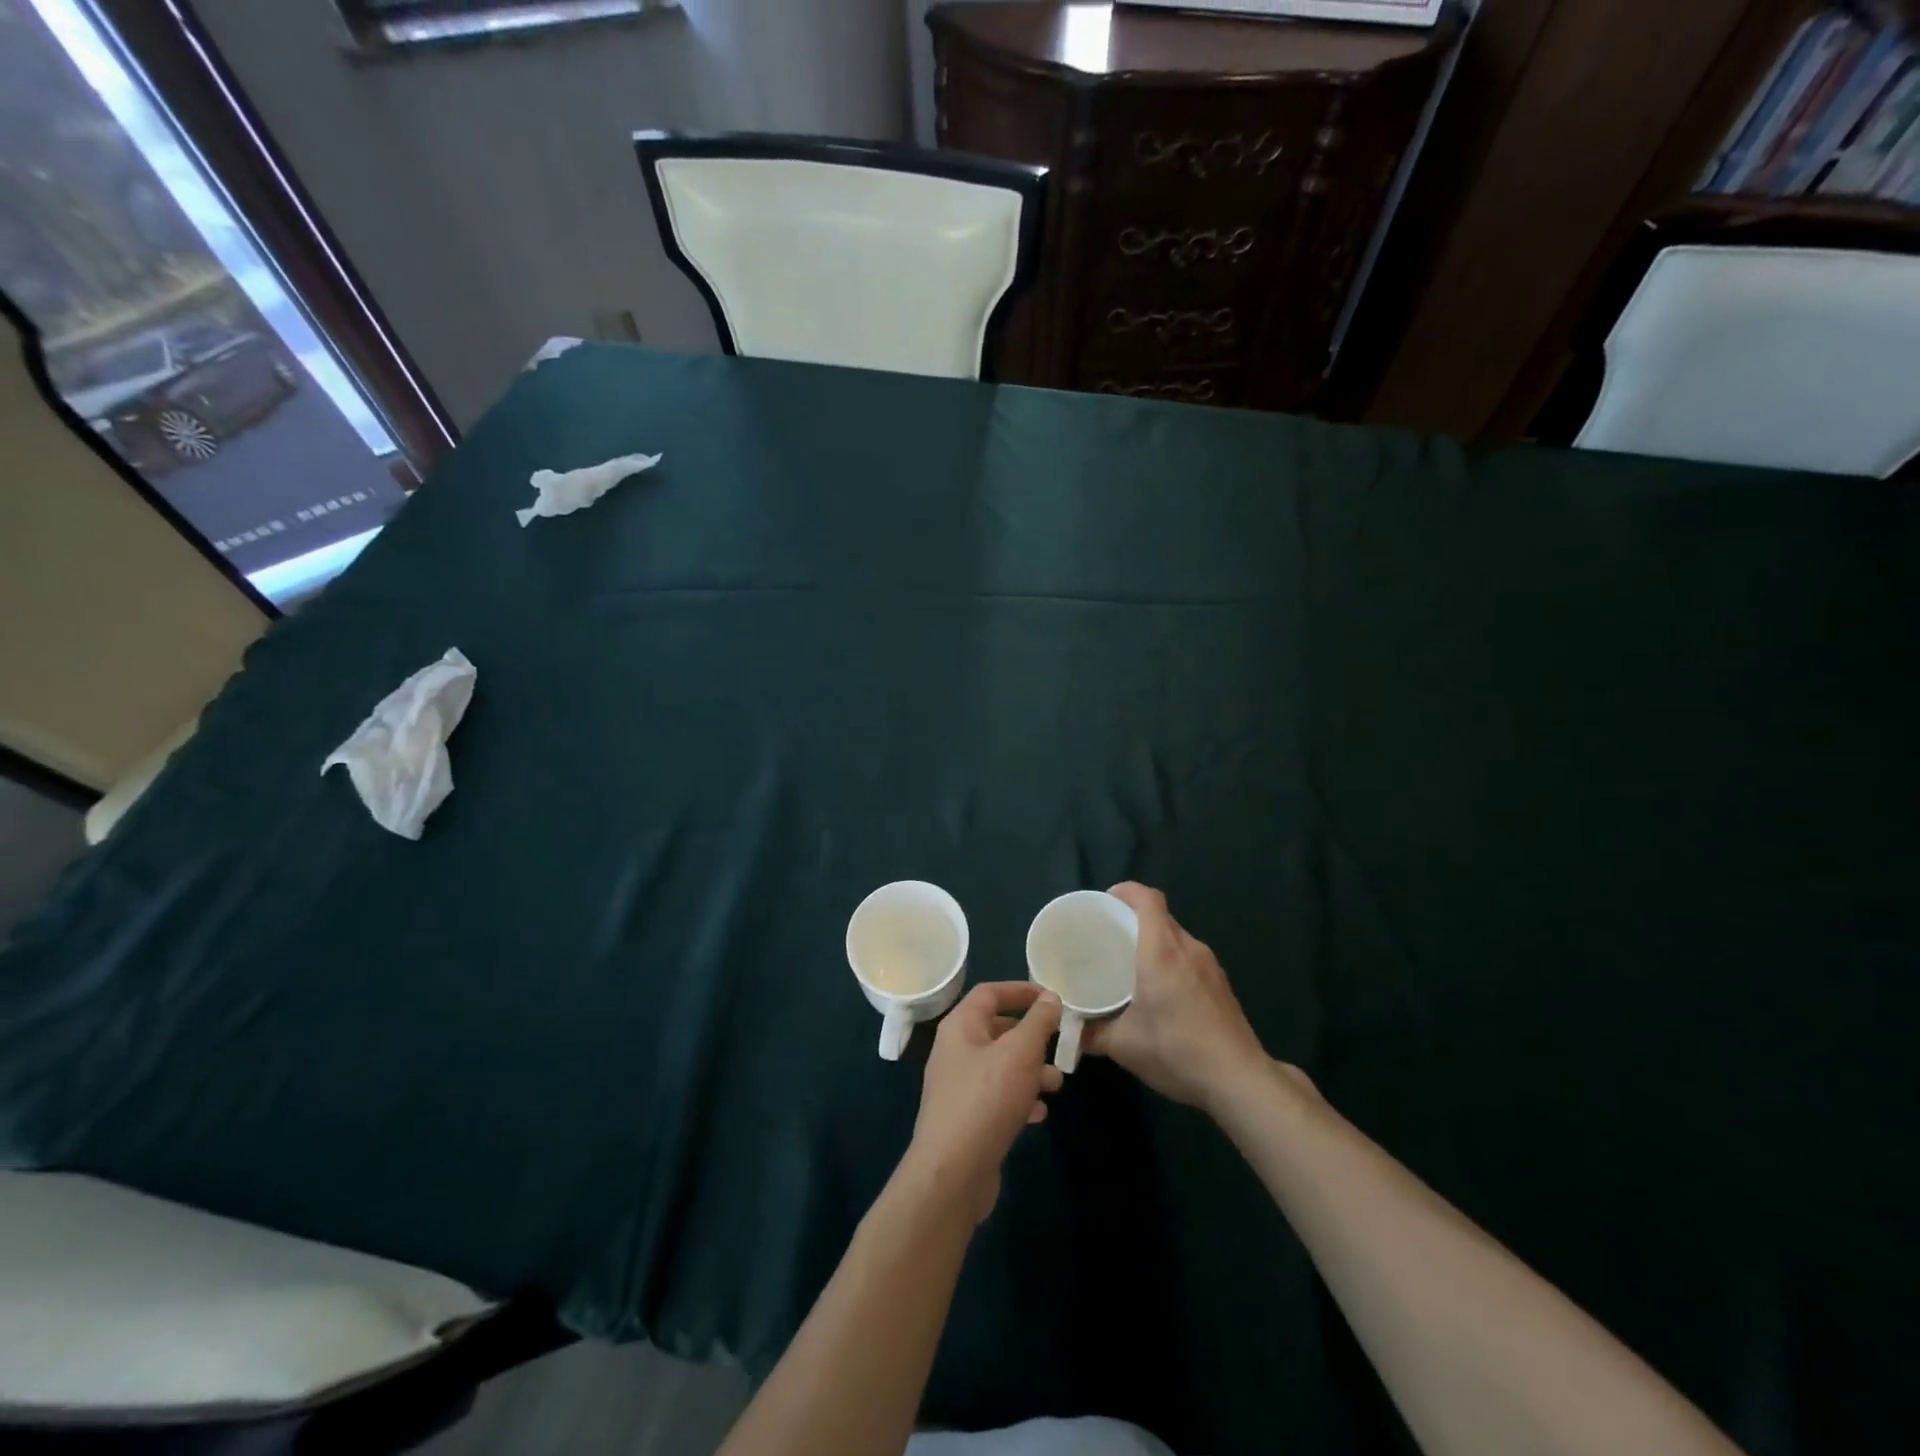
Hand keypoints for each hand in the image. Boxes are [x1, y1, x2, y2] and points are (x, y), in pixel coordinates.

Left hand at [903, 983, 1063, 1223]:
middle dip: (1031, 1036)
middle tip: (1059, 1043)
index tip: (1052, 997)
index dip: (1021, 990)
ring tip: (1056, 1084)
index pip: (990, 993)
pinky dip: (1020, 1098)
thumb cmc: (987, 1099)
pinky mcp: (967, 1117)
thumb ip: (1038, 1021)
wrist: (952, 1172)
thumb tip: (1050, 997)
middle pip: (997, 1029)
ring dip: (1030, 1070)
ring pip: (1001, 1065)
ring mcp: (959, 1086)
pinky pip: (997, 1096)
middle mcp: (955, 1050)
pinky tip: (1039, 1113)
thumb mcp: (1020, 1052)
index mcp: (960, 1026)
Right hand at [1086, 883, 1276, 1112]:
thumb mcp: (1123, 1046)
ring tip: (1132, 962)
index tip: (1105, 901)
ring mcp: (1210, 966)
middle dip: (1134, 918)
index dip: (1126, 891)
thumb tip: (1068, 1029)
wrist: (1239, 1080)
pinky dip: (1173, 960)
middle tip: (1109, 936)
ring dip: (1156, 941)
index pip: (1148, 899)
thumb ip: (1090, 1034)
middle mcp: (1188, 948)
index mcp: (1161, 951)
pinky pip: (1191, 957)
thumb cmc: (1176, 1050)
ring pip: (1178, 937)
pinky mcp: (1222, 985)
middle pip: (1161, 916)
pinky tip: (1162, 990)